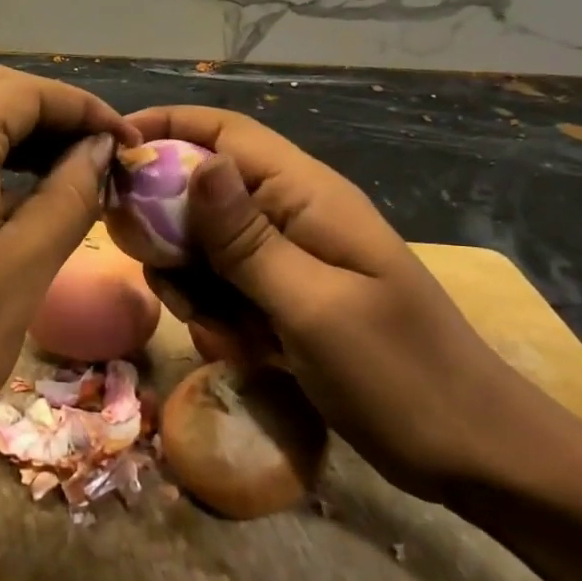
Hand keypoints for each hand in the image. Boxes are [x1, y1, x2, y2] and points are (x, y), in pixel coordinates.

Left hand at [0, 67, 139, 514]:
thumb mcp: (23, 269)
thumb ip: (70, 193)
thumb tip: (100, 149)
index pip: (25, 91)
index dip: (83, 108)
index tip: (127, 140)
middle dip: (50, 113)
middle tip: (100, 153)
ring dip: (14, 128)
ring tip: (67, 166)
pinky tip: (12, 182)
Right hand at [127, 106, 564, 501]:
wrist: (472, 453)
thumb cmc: (400, 375)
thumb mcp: (313, 306)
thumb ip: (247, 238)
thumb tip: (199, 163)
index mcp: (306, 196)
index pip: (224, 132)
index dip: (165, 127)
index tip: (109, 152)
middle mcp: (291, 214)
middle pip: (201, 189)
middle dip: (168, 229)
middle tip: (163, 276)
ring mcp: (286, 257)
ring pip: (203, 245)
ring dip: (192, 284)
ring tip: (219, 330)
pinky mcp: (282, 296)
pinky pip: (223, 286)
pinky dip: (215, 314)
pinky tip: (240, 350)